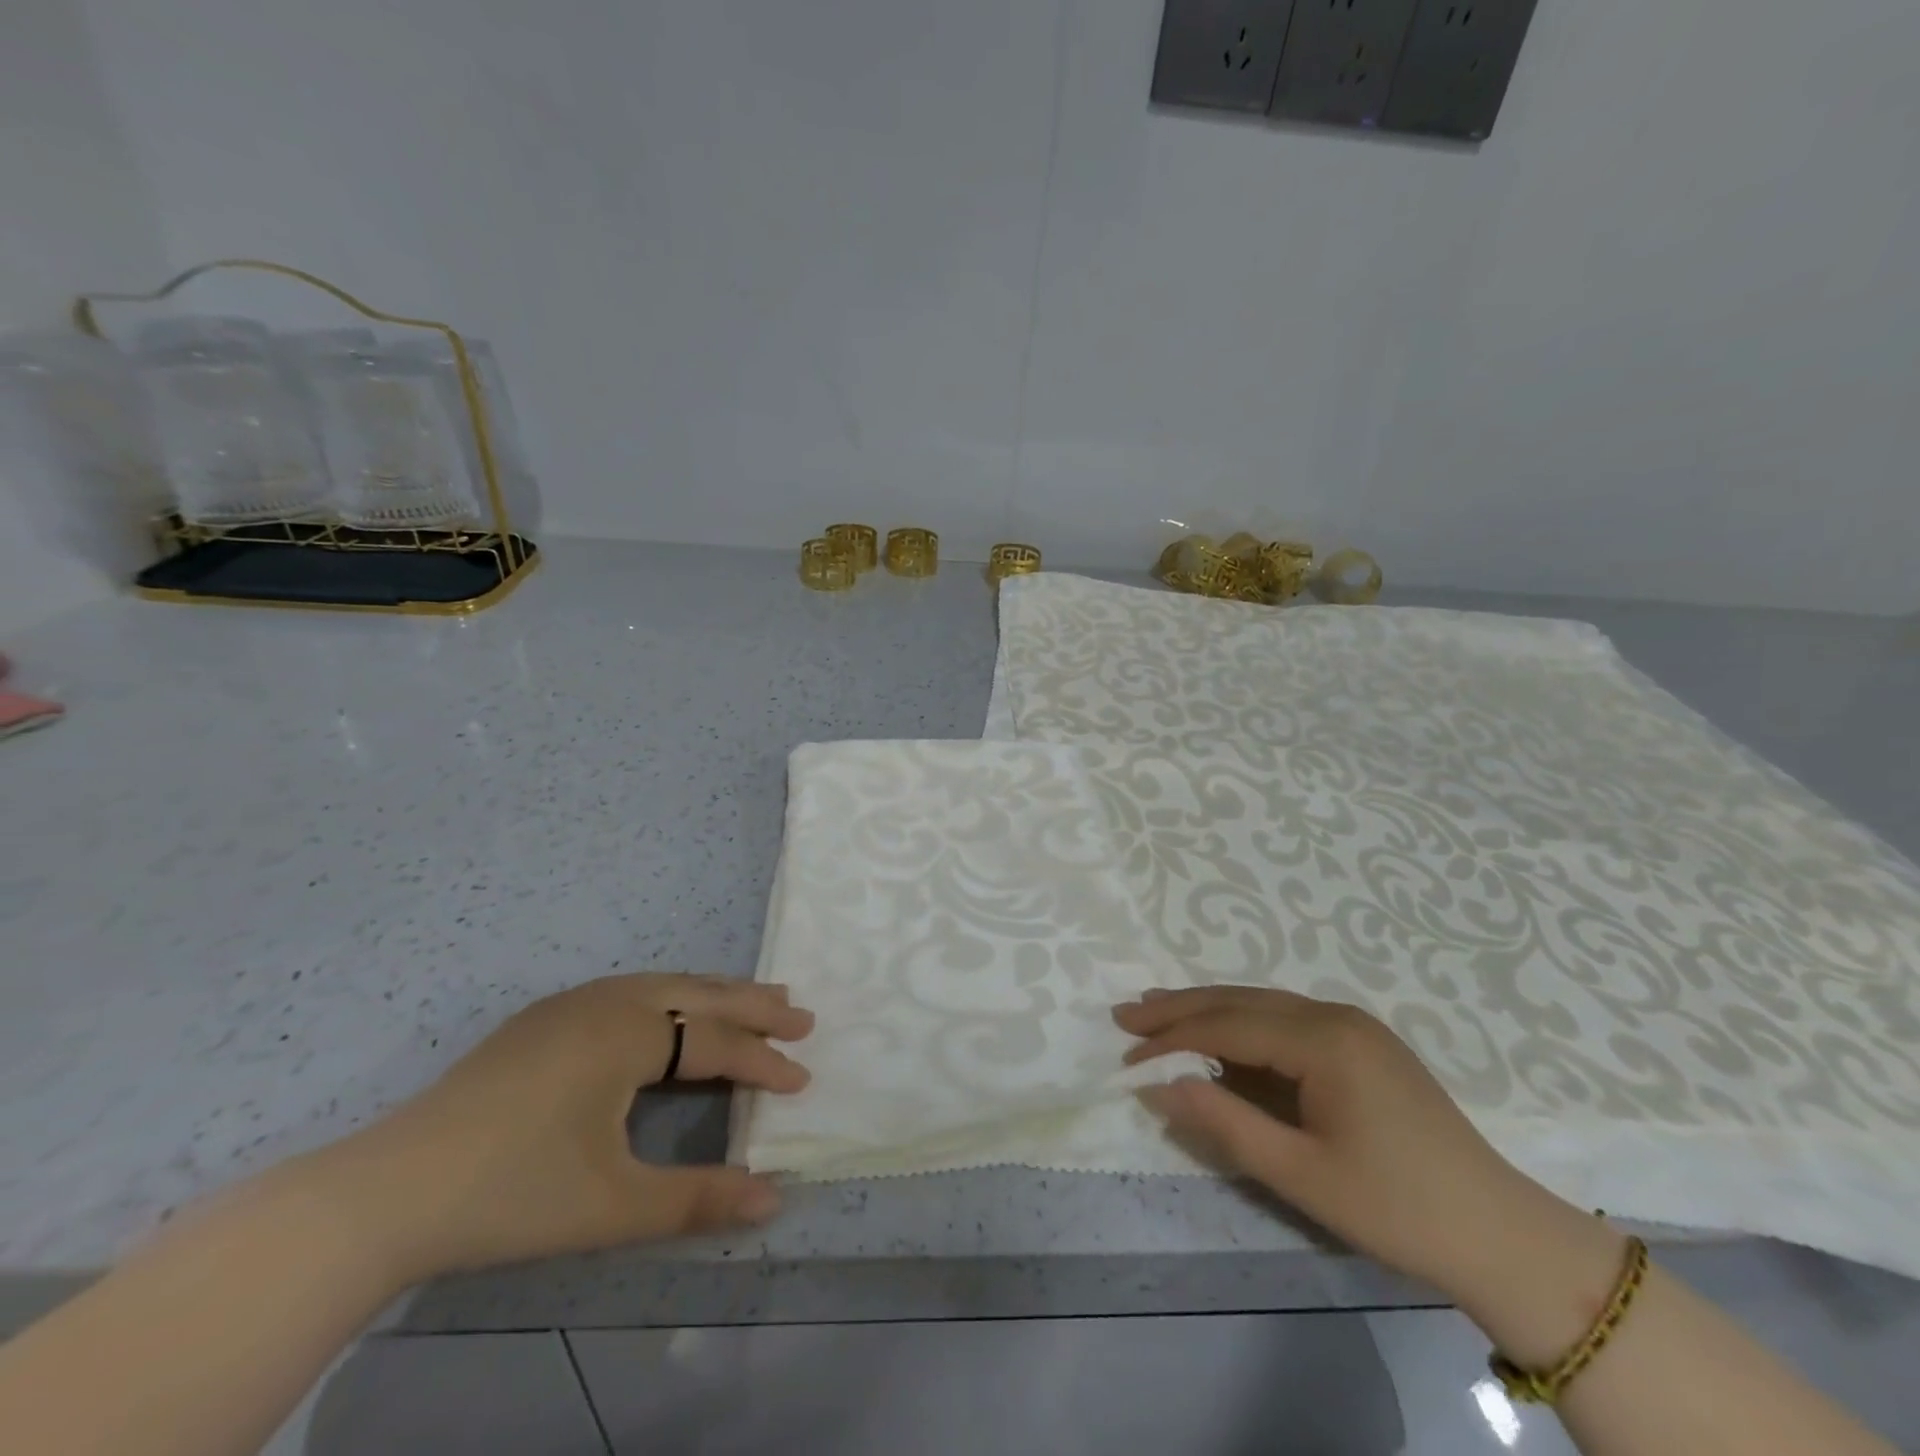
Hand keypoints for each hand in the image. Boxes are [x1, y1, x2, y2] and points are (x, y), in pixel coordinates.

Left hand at [311, 973, 813, 1285]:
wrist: (385, 1192)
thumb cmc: (513, 1192)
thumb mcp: (613, 1204)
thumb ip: (698, 1198)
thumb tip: (774, 1200)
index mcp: (630, 1033)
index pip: (715, 1041)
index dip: (763, 1061)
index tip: (803, 1080)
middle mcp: (609, 1001)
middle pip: (699, 993)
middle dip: (754, 1004)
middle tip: (800, 1014)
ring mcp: (571, 1004)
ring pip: (664, 985)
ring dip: (713, 994)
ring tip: (753, 1001)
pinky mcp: (543, 1018)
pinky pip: (630, 991)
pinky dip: (670, 997)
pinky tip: (670, 1015)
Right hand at [1114, 986, 1620, 1319]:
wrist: (1502, 1235)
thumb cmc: (1397, 1208)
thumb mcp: (1302, 1175)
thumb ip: (1226, 1123)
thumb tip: (1157, 1086)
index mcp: (1324, 1039)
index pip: (1227, 1026)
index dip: (1171, 1038)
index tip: (1125, 1051)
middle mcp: (1335, 1015)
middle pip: (1240, 1001)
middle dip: (1179, 1008)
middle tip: (1126, 1014)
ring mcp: (1353, 1025)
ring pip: (1262, 1004)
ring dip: (1208, 1010)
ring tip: (1158, 1011)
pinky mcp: (1363, 1043)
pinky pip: (1286, 1019)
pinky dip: (1243, 1024)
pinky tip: (1221, 1034)